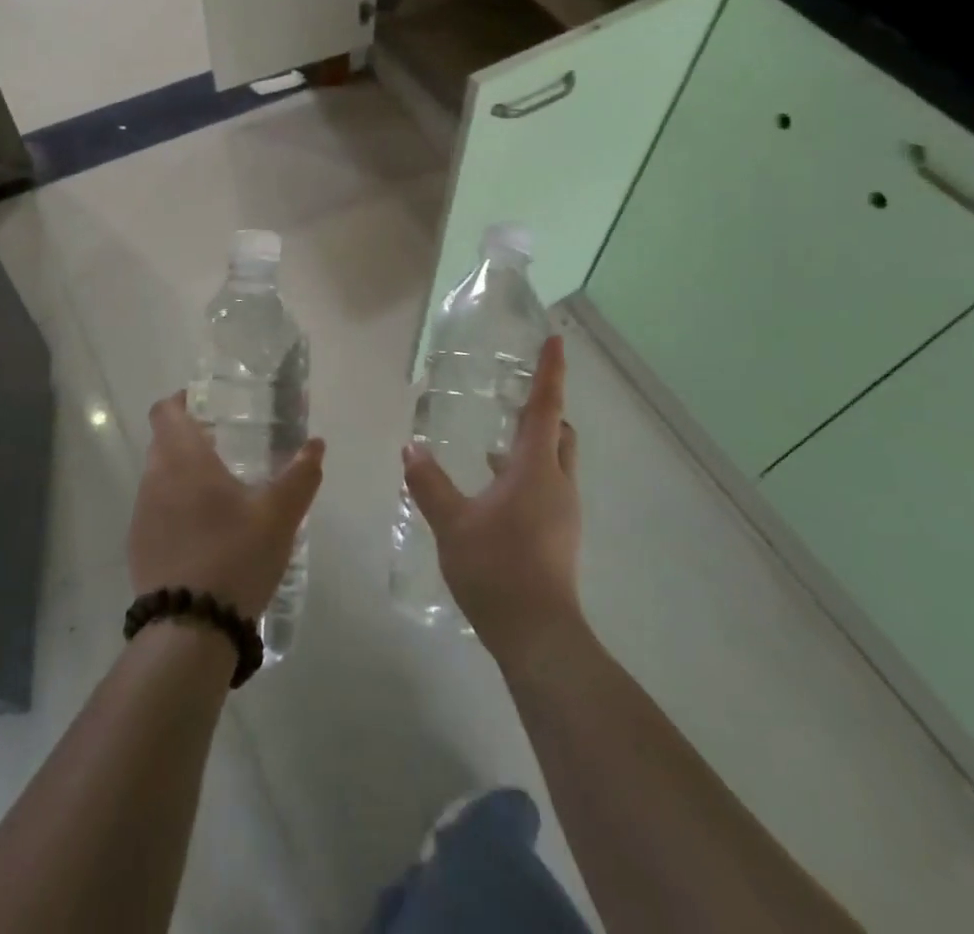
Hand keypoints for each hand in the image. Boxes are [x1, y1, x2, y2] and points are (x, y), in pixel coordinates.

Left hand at [130, 391, 325, 617]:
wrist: (190, 629)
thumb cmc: (235, 555)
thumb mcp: (279, 514)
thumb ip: (300, 474)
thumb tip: (316, 444)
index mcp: (183, 458)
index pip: (166, 410)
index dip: (183, 400)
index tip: (209, 405)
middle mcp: (154, 478)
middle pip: (163, 441)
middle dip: (190, 437)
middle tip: (227, 445)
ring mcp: (142, 515)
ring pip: (159, 477)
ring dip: (183, 474)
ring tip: (221, 491)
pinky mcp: (138, 547)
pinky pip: (156, 510)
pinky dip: (176, 508)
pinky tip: (206, 532)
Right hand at [402, 335, 582, 669]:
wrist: (538, 635)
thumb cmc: (497, 568)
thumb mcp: (452, 523)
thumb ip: (430, 483)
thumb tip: (411, 449)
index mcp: (535, 468)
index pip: (545, 407)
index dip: (550, 371)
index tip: (555, 339)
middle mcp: (557, 483)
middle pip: (559, 432)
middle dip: (543, 410)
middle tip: (514, 396)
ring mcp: (563, 511)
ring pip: (554, 461)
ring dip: (531, 445)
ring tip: (494, 443)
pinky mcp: (559, 535)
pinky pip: (547, 487)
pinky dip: (526, 474)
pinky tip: (494, 489)